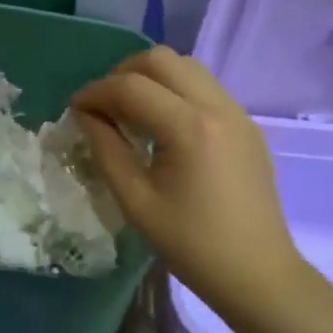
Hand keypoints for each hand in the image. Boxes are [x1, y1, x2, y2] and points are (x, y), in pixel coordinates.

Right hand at [71, 47, 305, 313]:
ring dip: (151, 77)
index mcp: (190, 128)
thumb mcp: (136, 201)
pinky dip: (175, 91)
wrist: (258, 273)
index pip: (131, 87)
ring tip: (130, 110)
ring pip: (186, 67)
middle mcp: (217, 107)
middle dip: (123, 74)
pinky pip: (204, 87)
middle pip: (161, 60)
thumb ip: (106, 150)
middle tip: (102, 105)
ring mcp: (237, 113)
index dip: (95, 92)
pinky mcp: (246, 125)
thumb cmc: (192, 245)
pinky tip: (161, 125)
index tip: (74, 110)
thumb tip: (86, 116)